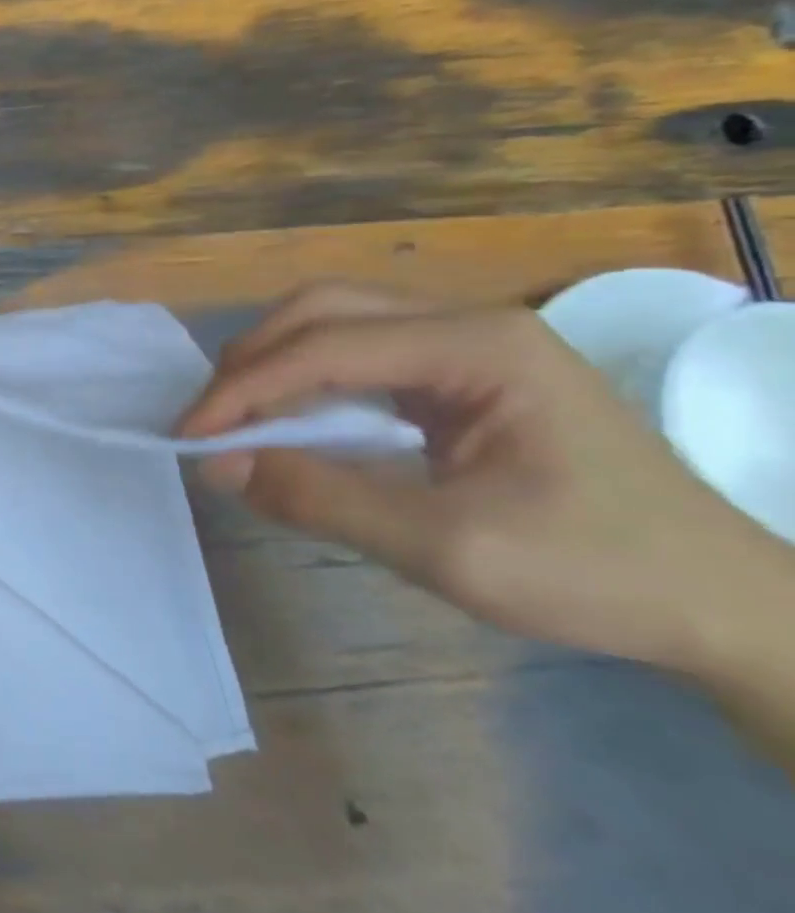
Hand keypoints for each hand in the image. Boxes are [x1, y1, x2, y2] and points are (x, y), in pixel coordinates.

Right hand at [176, 282, 794, 674]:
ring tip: (235, 420)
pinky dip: (306, 382)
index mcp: (478, 346)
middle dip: (251, 362)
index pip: (325, 347)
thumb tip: (220, 466)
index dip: (244, 389)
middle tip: (208, 422)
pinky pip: (359, 355)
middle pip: (323, 310)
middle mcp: (469, 322)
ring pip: (335, 323)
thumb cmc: (597, 573)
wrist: (721, 603)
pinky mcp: (461, 372)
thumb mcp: (448, 548)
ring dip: (272, 366)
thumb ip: (324, 498)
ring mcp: (468, 342)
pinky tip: (290, 421)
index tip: (190, 437)